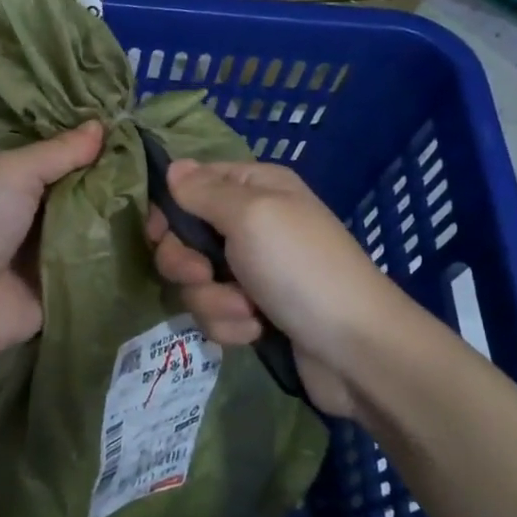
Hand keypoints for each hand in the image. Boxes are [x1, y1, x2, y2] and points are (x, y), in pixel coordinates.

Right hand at [145, 160, 400, 418]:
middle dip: (187, 264)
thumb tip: (173, 167)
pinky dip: (229, 324)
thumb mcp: (251, 216)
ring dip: (213, 300)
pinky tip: (256, 330)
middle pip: (183, 238)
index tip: (161, 236)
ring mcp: (251, 271)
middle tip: (207, 274)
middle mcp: (250, 224)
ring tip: (248, 311)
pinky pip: (214, 313)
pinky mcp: (252, 311)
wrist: (355, 349)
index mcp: (254, 189)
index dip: (169, 212)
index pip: (189, 186)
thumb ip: (204, 192)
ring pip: (194, 282)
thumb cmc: (301, 269)